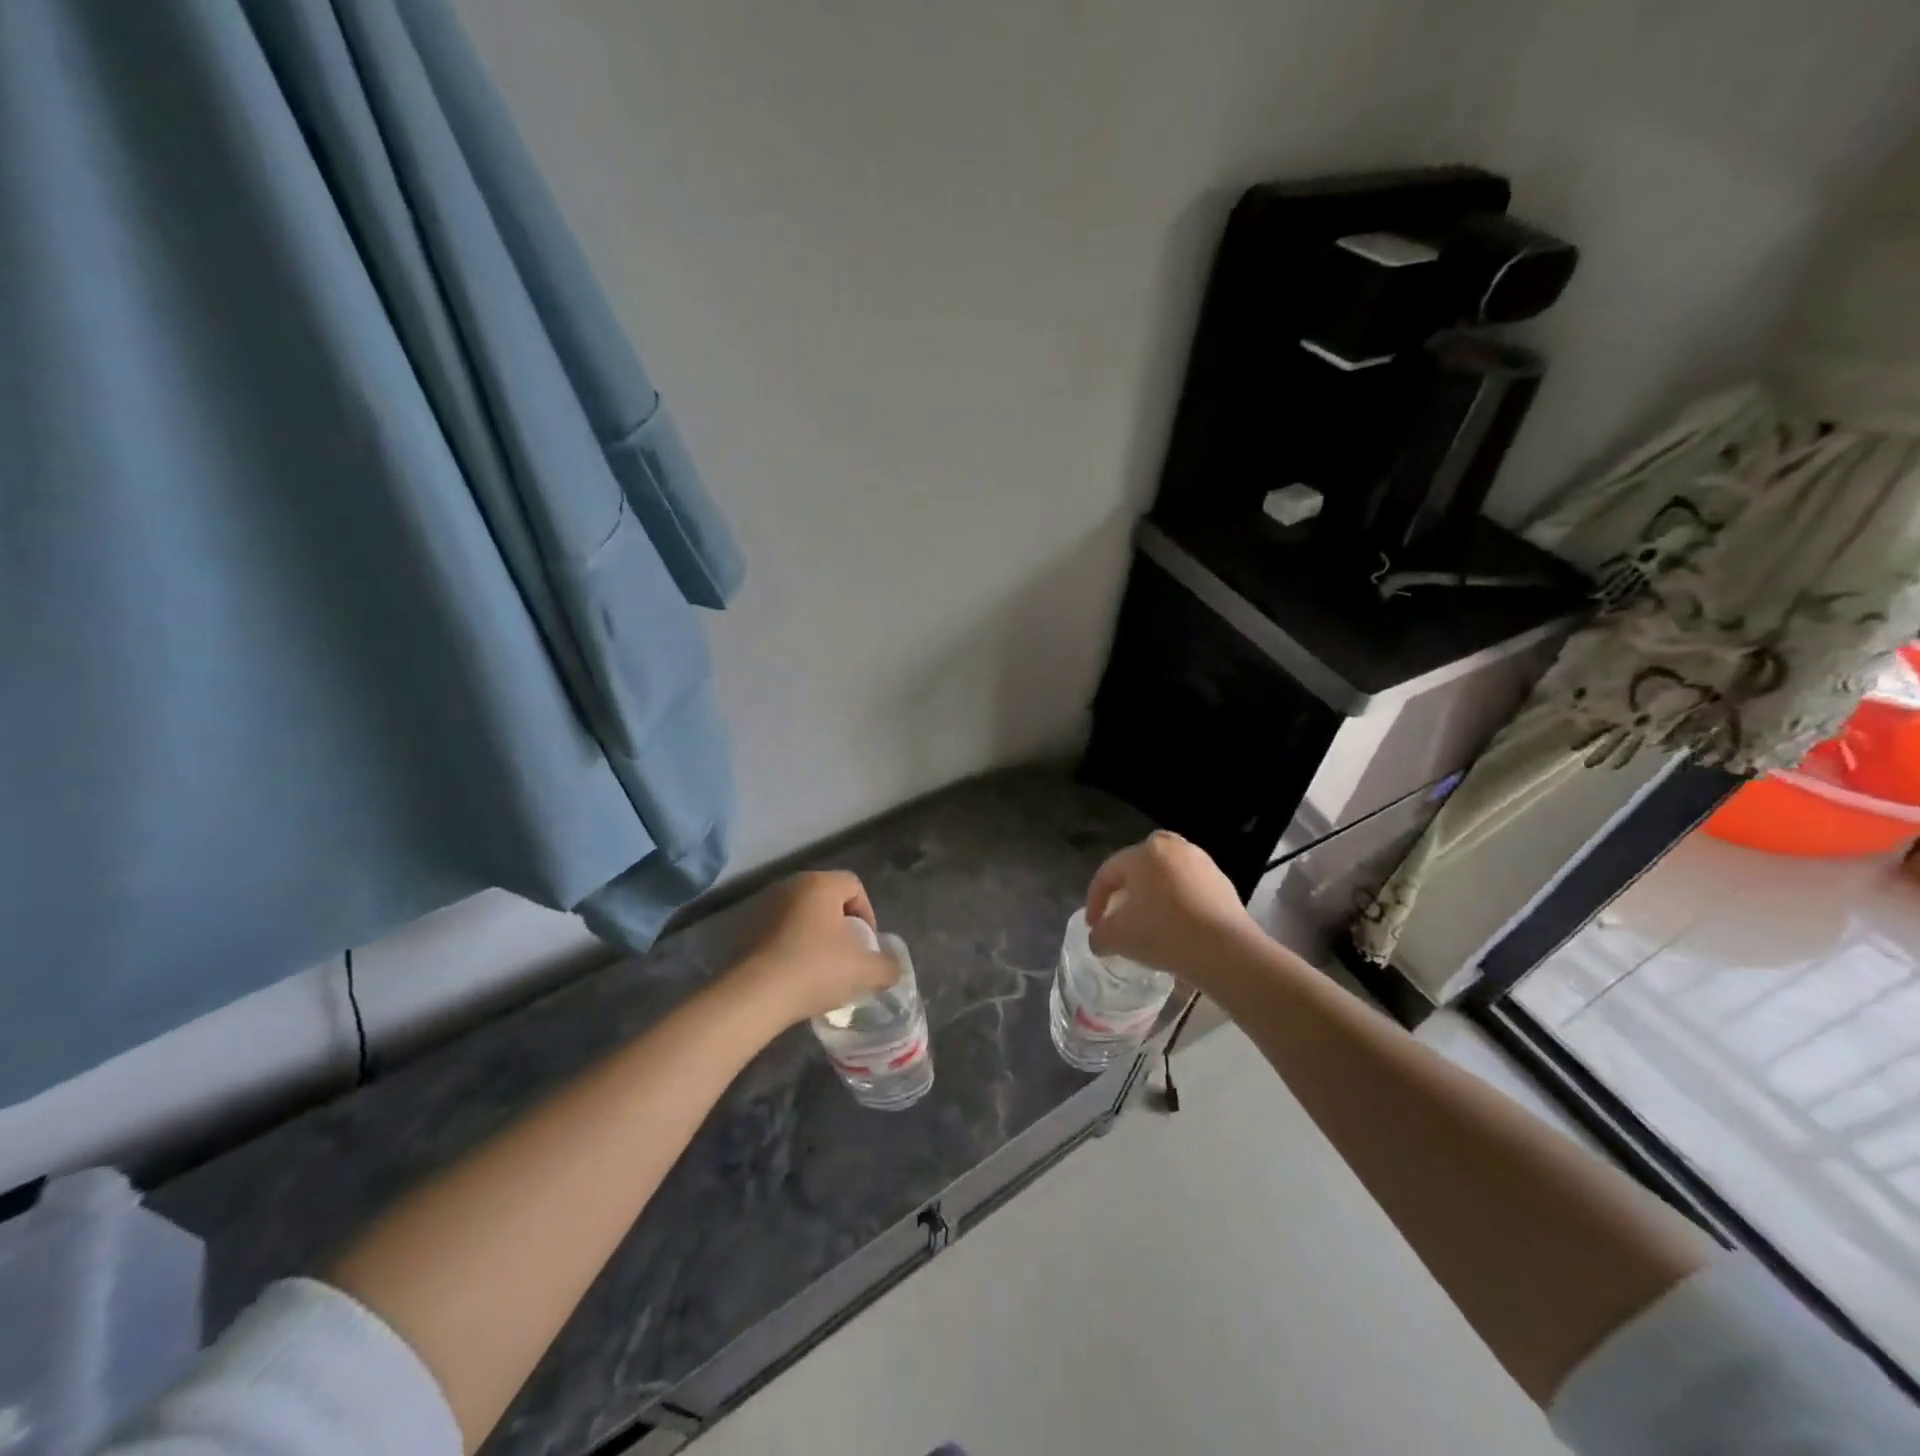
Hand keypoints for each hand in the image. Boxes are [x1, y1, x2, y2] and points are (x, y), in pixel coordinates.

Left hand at [728, 871, 900, 1024]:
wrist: (753, 996)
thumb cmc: (814, 970)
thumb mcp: (863, 971)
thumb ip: (886, 966)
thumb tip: (892, 968)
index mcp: (820, 883)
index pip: (854, 886)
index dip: (868, 914)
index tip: (867, 945)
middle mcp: (790, 885)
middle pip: (827, 898)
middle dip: (841, 925)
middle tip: (847, 956)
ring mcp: (763, 905)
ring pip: (801, 914)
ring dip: (814, 935)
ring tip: (820, 968)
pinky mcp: (744, 928)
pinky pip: (778, 930)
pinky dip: (791, 945)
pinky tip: (794, 974)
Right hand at [1086, 831, 1261, 979]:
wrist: (1227, 952)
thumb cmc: (1164, 933)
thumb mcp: (1118, 938)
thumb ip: (1099, 934)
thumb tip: (1098, 938)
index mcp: (1145, 851)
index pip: (1108, 872)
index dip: (1095, 900)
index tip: (1094, 927)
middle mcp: (1174, 847)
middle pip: (1139, 867)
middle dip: (1126, 891)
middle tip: (1120, 916)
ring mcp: (1202, 863)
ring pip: (1166, 877)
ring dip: (1153, 897)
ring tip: (1149, 925)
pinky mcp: (1223, 883)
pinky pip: (1189, 889)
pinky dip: (1178, 904)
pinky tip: (1177, 929)